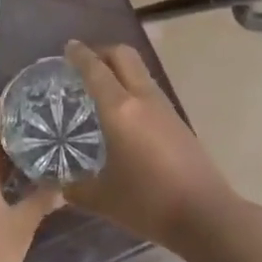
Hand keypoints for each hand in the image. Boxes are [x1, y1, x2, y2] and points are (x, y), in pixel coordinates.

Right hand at [64, 40, 239, 251]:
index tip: (68, 47)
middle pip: (124, 55)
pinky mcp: (177, 120)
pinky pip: (148, 89)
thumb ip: (74, 187)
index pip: (96, 69)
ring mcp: (164, 107)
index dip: (80, 55)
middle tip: (83, 64)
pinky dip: (131, 86)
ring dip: (119, 68)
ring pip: (139, 71)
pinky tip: (123, 112)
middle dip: (102, 52)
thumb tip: (56, 184)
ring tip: (100, 87)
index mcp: (120, 109)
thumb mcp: (103, 198)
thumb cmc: (148, 202)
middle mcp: (143, 98)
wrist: (205, 214)